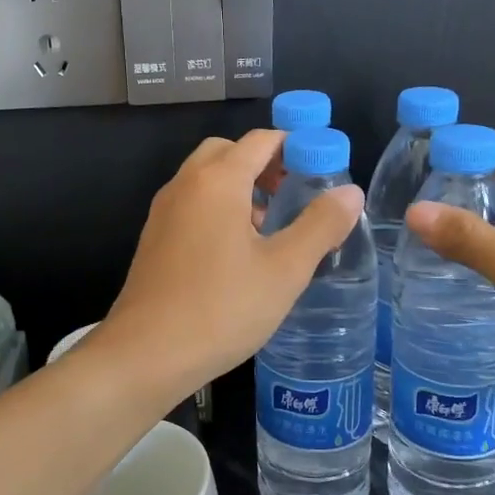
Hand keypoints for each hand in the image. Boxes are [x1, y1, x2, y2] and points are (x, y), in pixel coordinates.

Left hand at [95, 130, 362, 401]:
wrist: (145, 354)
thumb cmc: (221, 308)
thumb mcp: (285, 270)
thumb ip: (320, 225)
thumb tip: (350, 191)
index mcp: (217, 181)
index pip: (261, 140)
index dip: (296, 147)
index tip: (323, 171)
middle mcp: (185, 184)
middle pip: (228, 152)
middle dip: (264, 164)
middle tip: (292, 196)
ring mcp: (163, 211)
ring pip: (206, 178)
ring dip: (239, 187)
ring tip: (268, 228)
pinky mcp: (154, 238)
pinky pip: (191, 204)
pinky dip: (217, 209)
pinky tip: (235, 254)